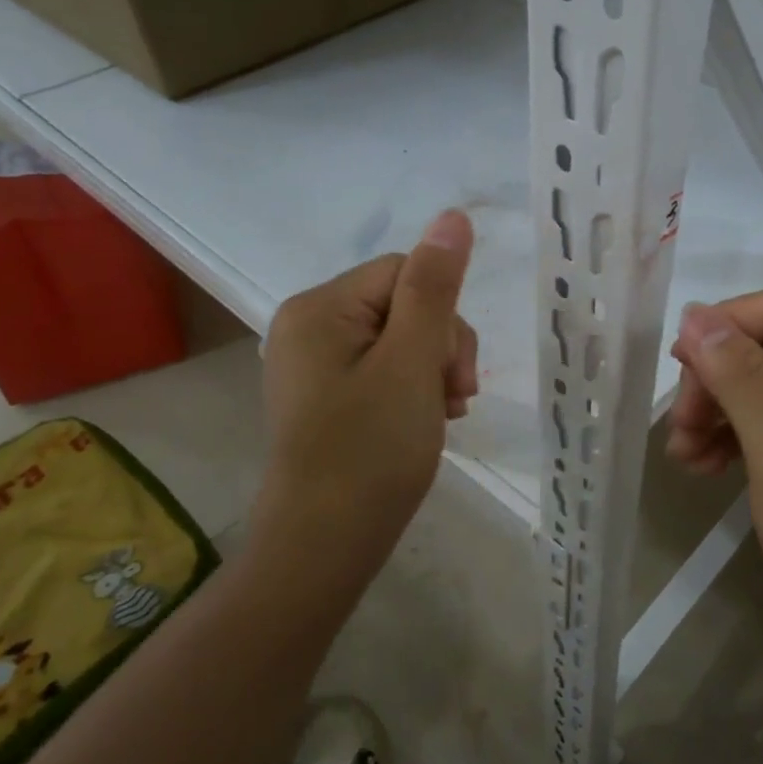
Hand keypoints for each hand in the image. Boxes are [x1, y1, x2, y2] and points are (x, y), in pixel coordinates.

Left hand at [251, 209, 477, 601]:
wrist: (324, 546)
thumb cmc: (371, 451)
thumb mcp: (412, 362)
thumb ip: (435, 288)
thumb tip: (453, 216)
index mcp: (320, 307)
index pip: (407, 273)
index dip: (444, 318)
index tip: (454, 376)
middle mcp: (308, 324)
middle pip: (403, 304)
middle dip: (439, 348)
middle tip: (453, 401)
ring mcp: (314, 362)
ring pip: (400, 338)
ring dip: (432, 370)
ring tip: (442, 415)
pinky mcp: (325, 394)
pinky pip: (382, 368)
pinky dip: (412, 389)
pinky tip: (424, 421)